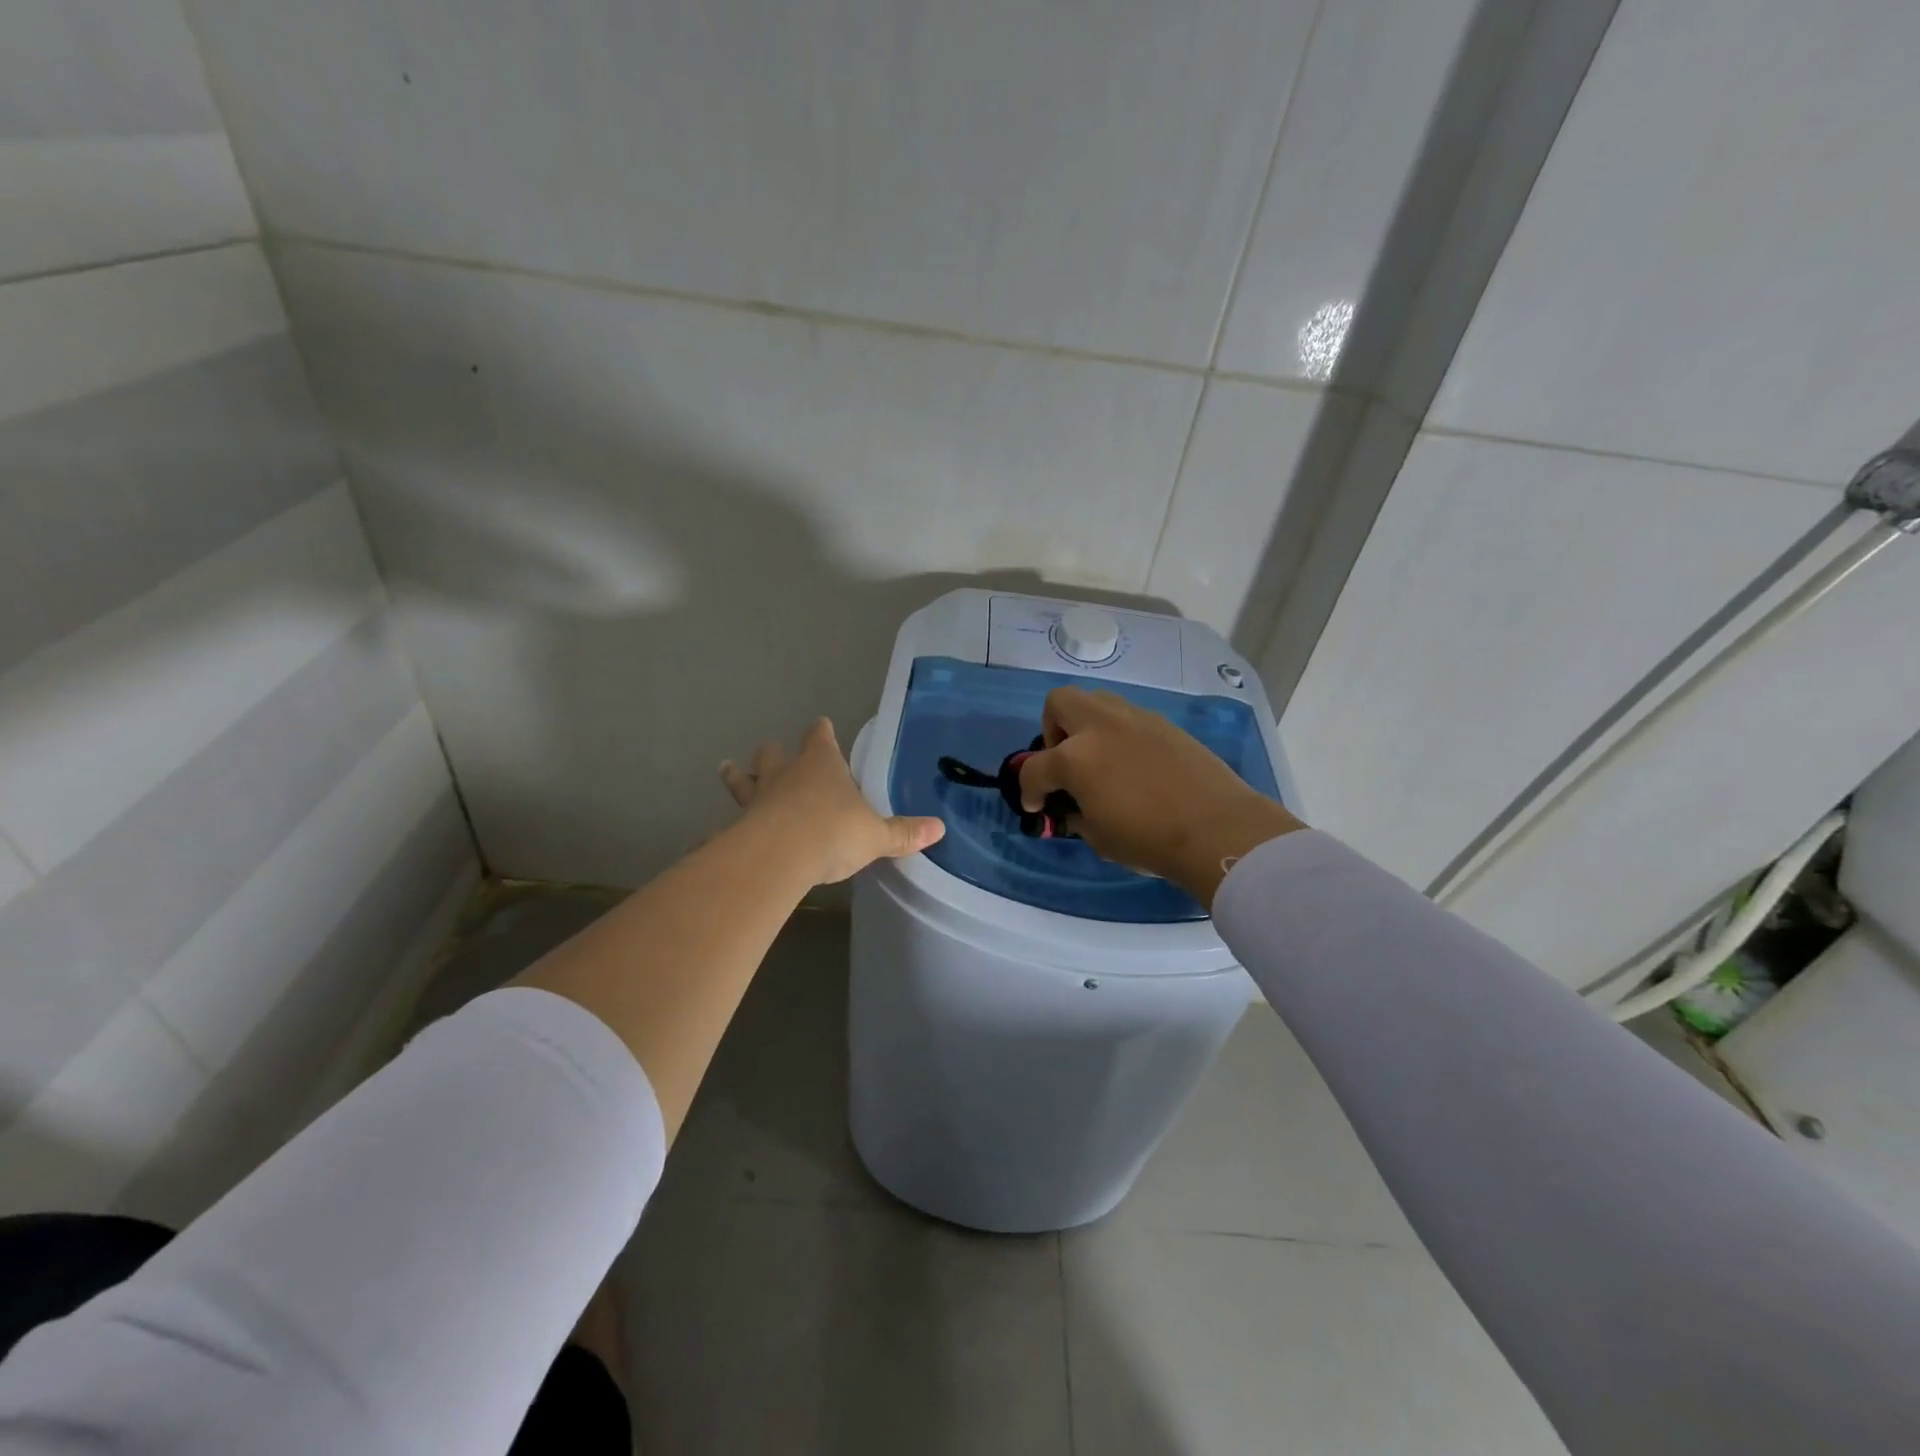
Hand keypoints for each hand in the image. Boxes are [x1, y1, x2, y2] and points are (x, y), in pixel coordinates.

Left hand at [721, 719, 944, 885]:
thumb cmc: (833, 832)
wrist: (780, 856)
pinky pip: (728, 825)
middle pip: (774, 754)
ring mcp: (757, 800)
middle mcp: (786, 775)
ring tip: (727, 768)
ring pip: (744, 780)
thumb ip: (903, 833)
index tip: (821, 725)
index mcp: (821, 765)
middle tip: (771, 752)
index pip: (820, 737)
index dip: (822, 731)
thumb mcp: (876, 835)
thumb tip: (940, 829)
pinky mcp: (738, 827)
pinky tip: (709, 838)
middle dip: (774, 753)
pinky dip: (721, 829)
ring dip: (737, 776)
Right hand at [1017, 687, 1303, 905]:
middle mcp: (1100, 726)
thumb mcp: (1099, 838)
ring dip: (1085, 724)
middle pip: (1059, 703)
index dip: (1029, 790)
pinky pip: (1128, 716)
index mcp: (1075, 758)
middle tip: (1063, 761)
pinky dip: (1118, 733)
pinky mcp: (1163, 724)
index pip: (1035, 768)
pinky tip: (1131, 763)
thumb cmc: (1149, 839)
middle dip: (1052, 729)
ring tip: (1097, 757)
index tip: (1037, 806)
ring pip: (1095, 700)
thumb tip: (1074, 807)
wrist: (1217, 829)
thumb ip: (1077, 815)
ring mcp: (1135, 719)